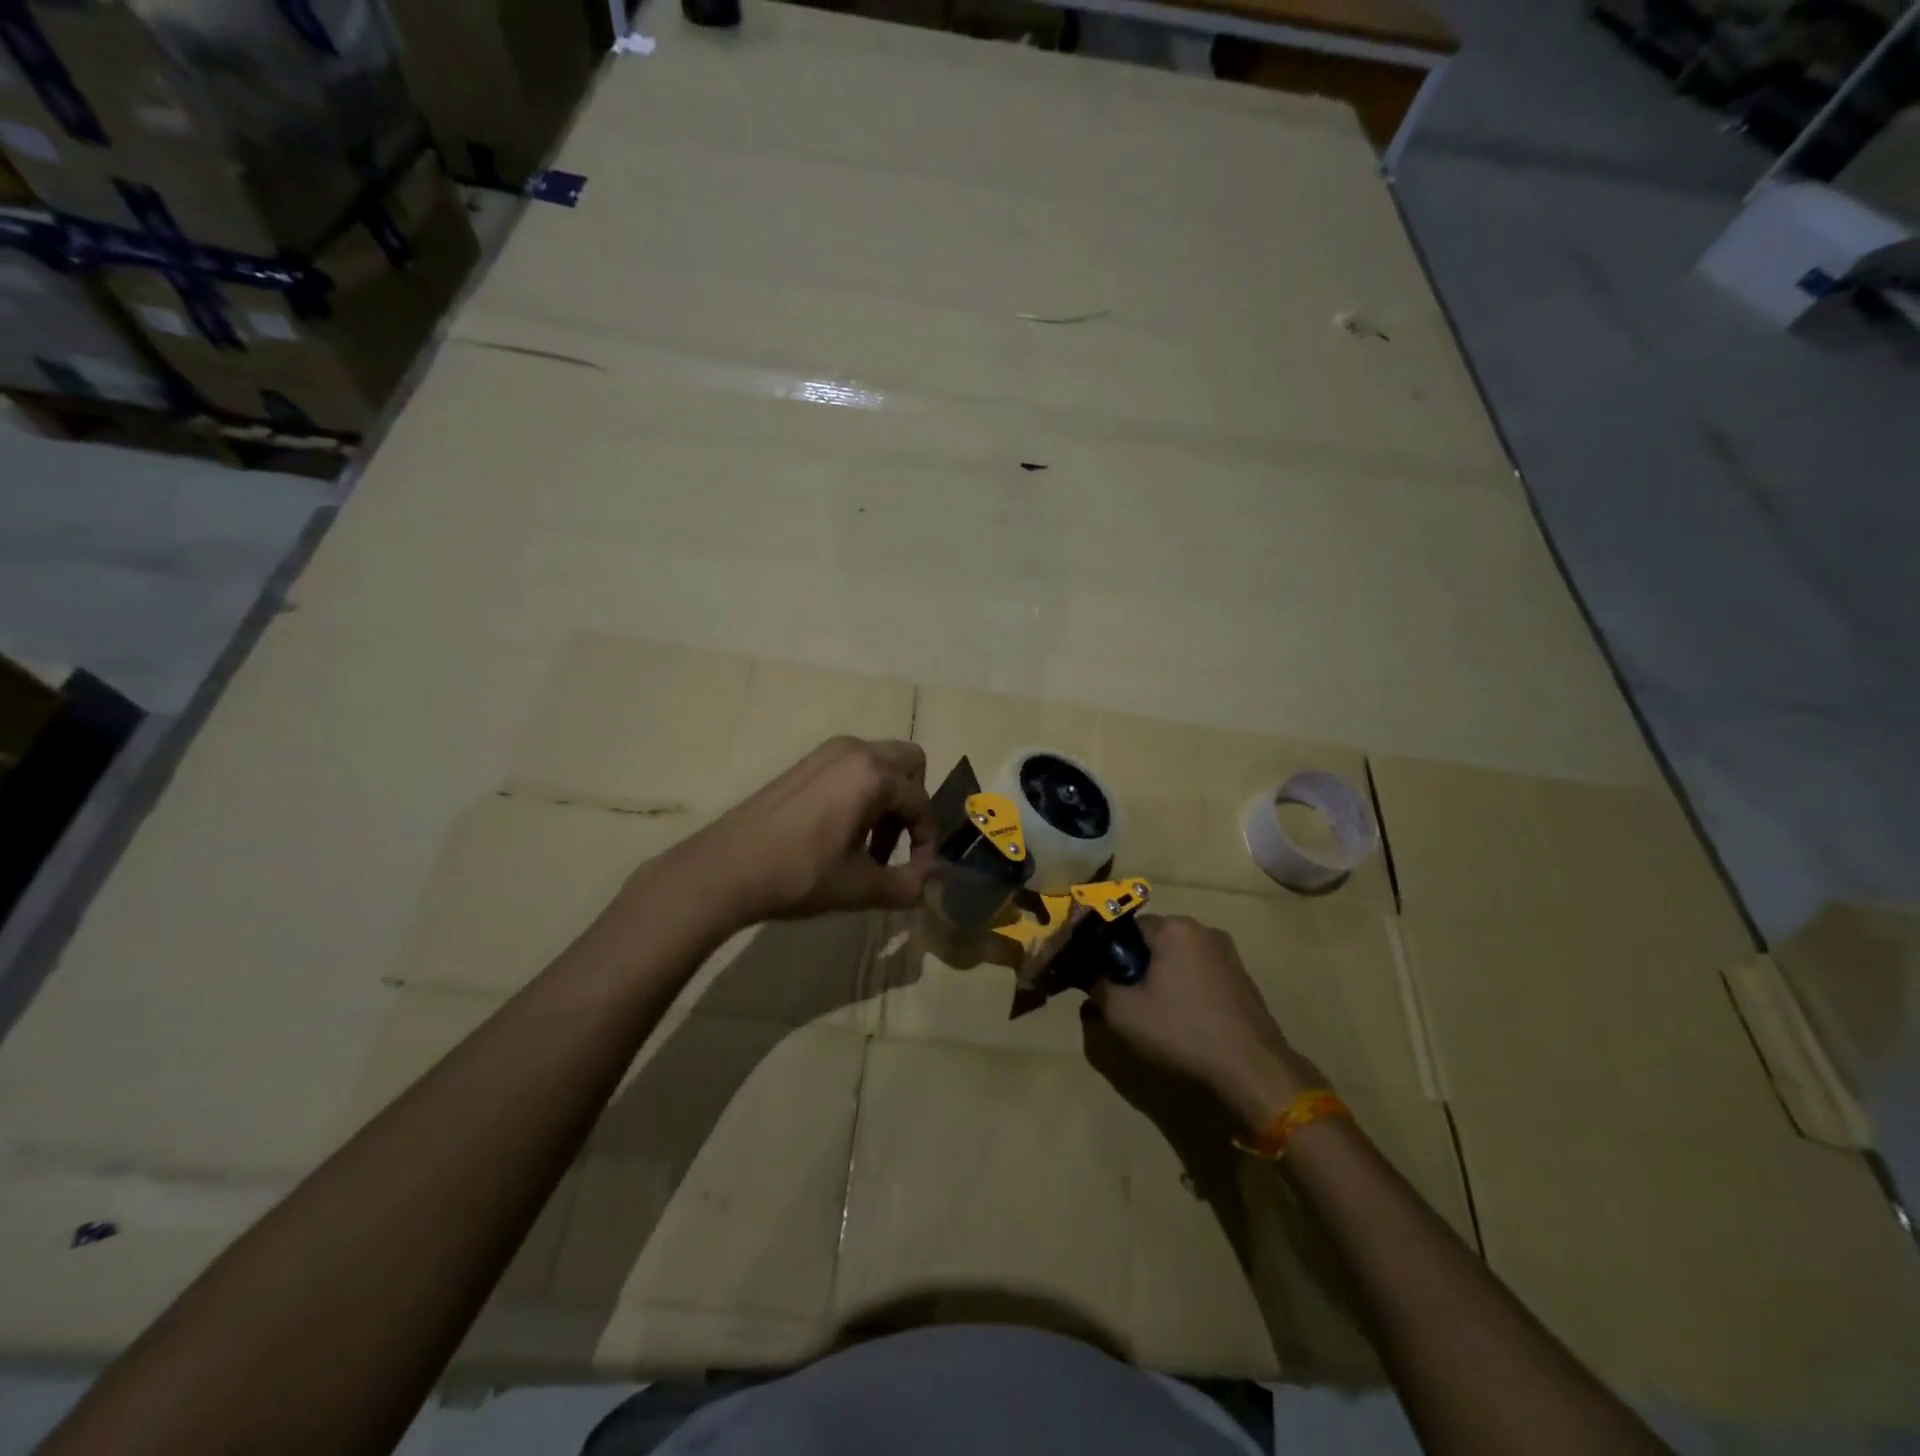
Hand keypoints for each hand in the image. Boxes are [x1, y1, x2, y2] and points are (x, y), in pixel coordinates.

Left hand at [671, 737, 936, 926]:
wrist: (725, 869)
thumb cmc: (799, 874)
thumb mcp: (860, 886)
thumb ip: (906, 884)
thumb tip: (930, 882)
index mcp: (872, 775)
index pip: (920, 802)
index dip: (927, 841)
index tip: (918, 872)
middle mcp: (854, 751)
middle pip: (908, 763)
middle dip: (912, 803)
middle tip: (897, 843)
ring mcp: (825, 753)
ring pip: (878, 765)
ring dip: (886, 801)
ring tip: (867, 847)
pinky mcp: (804, 764)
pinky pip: (851, 769)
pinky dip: (860, 794)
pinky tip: (839, 834)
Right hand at [1086, 914, 1324, 1130]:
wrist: (1253, 1072)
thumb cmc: (1182, 1032)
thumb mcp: (1122, 1013)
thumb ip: (1098, 988)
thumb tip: (1095, 980)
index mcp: (1175, 928)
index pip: (1127, 928)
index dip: (1109, 954)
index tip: (1102, 982)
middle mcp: (1204, 931)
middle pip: (1154, 943)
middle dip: (1136, 968)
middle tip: (1125, 1003)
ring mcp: (1229, 956)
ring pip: (1178, 961)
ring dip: (1161, 981)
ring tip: (1153, 1018)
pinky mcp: (1243, 981)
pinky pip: (1201, 977)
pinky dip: (1186, 993)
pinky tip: (1184, 1024)